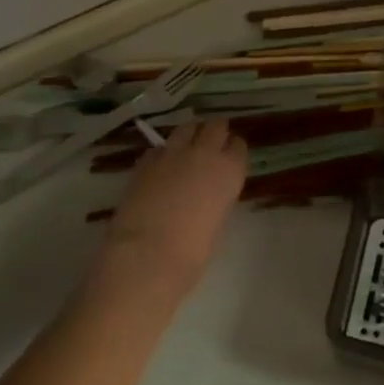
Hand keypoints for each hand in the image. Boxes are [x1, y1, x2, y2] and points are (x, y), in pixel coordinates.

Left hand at [94, 120, 246, 309]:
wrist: (145, 258)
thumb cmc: (190, 254)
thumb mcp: (217, 223)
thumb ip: (217, 198)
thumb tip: (208, 194)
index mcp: (230, 171)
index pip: (238, 146)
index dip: (232, 152)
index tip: (228, 160)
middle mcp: (205, 153)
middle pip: (216, 126)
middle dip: (214, 133)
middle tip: (210, 147)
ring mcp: (174, 153)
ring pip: (187, 127)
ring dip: (189, 135)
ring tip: (185, 151)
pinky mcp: (146, 161)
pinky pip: (159, 148)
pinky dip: (162, 154)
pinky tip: (159, 169)